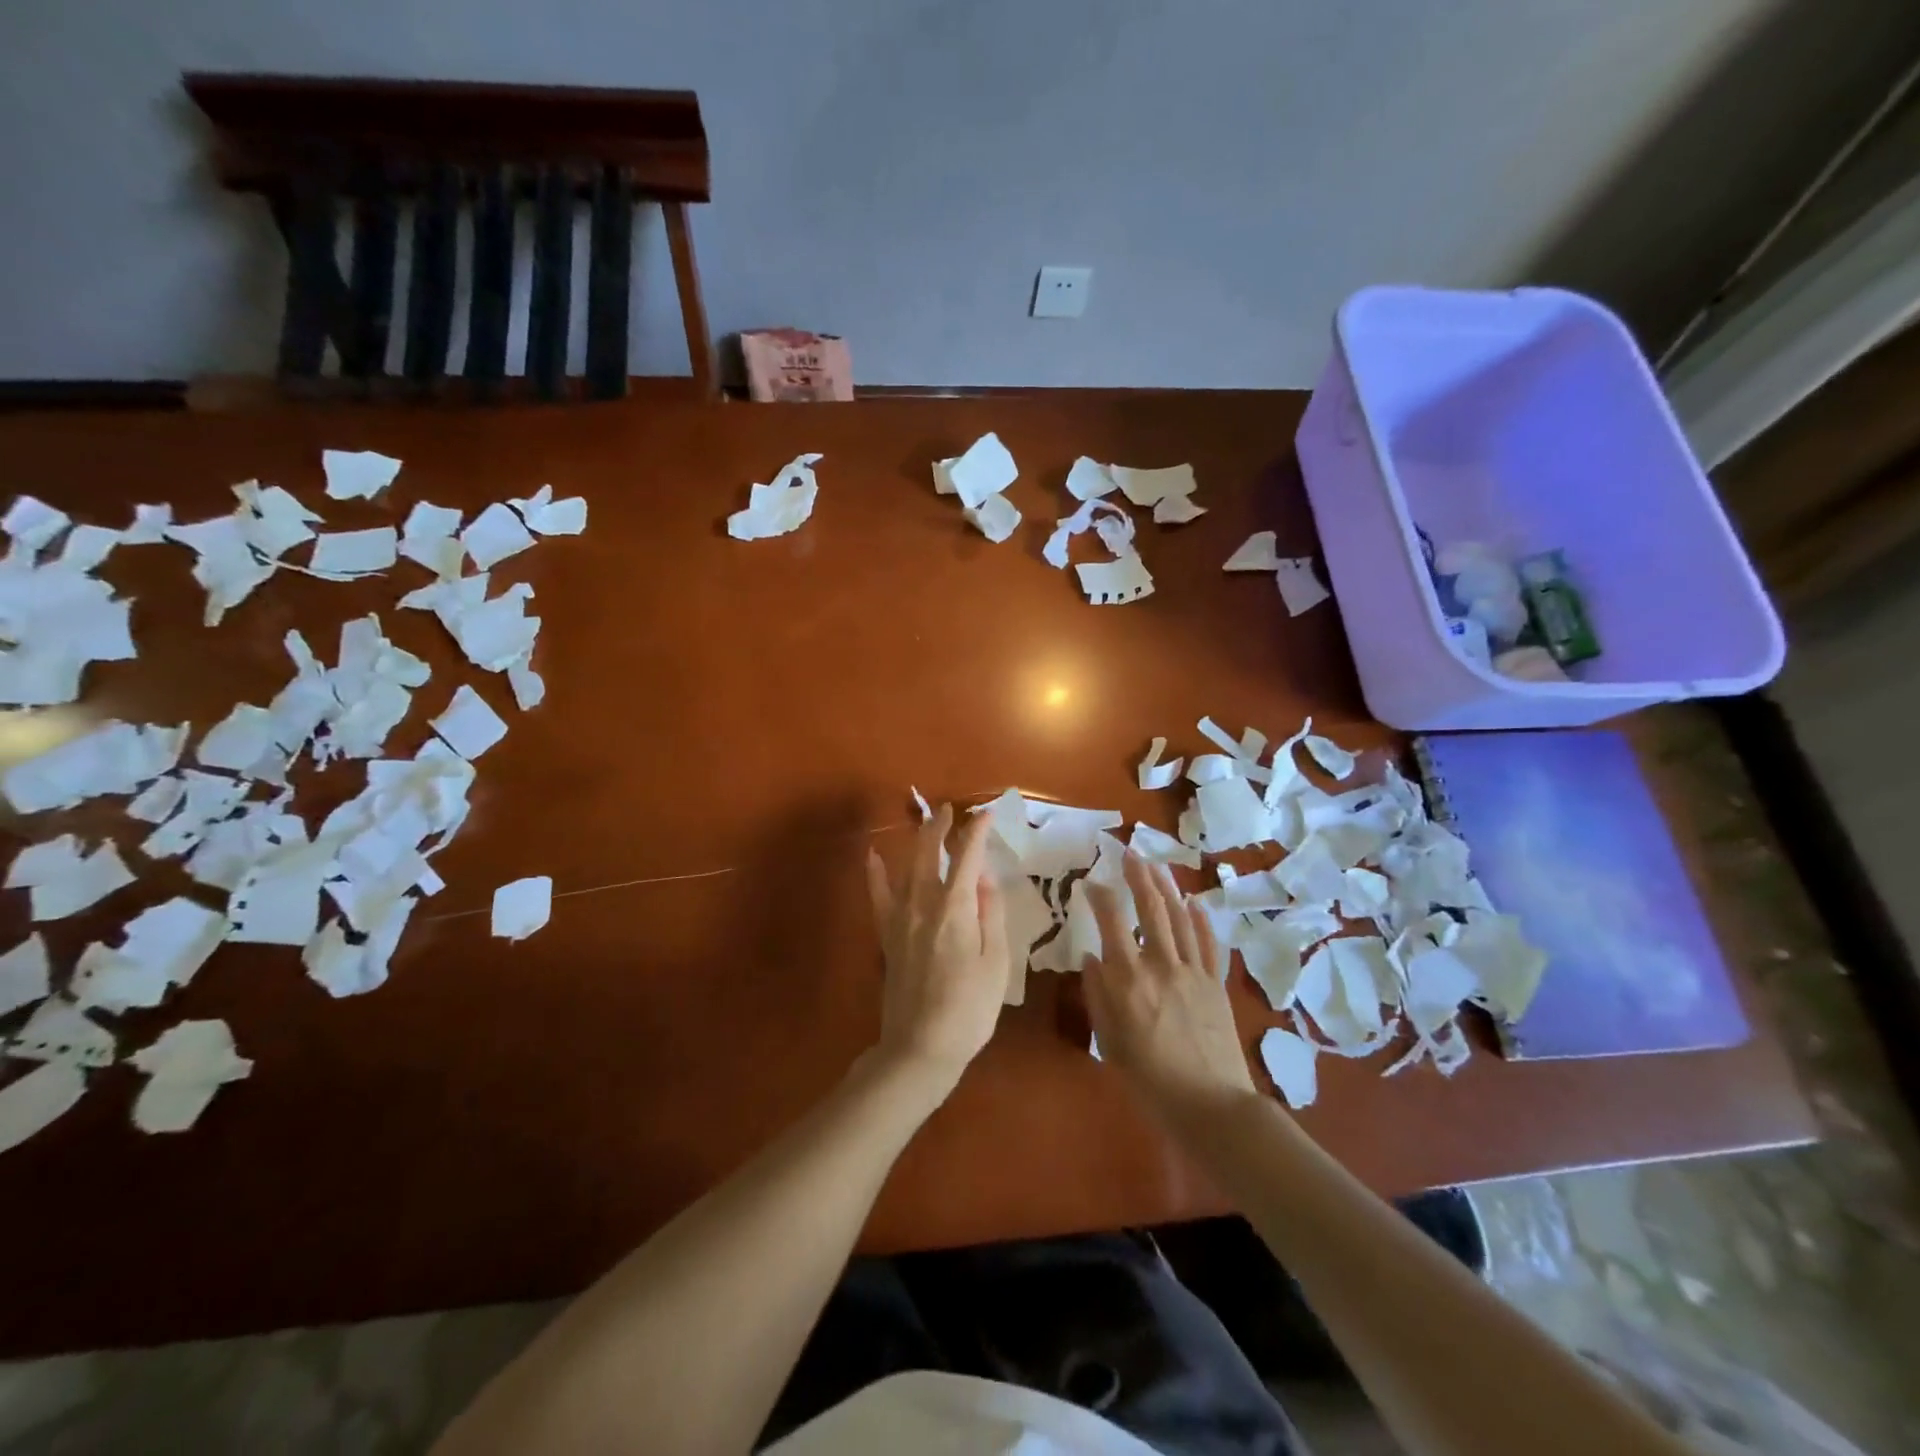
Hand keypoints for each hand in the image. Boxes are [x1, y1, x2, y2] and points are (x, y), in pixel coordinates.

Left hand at [864, 804, 1011, 1102]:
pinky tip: (872, 855)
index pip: (967, 858)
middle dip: (940, 827)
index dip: (976, 832)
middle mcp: (924, 904)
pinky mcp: (887, 936)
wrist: (920, 1047)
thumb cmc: (969, 1009)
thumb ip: (991, 915)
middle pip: (929, 853)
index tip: (985, 814)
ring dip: (917, 842)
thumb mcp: (996, 963)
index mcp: (956, 909)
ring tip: (926, 824)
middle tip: (950, 811)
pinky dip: (875, 873)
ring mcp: (900, 919)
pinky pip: (878, 896)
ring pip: (906, 868)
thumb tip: (985, 878)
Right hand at [1083, 851, 1257, 1131]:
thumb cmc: (1149, 1079)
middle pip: (1151, 909)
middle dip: (1139, 876)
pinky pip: (1210, 943)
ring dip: (1168, 887)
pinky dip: (1202, 920)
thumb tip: (1092, 958)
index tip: (1090, 883)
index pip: (1111, 922)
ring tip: (1157, 865)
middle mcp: (1161, 964)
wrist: (1210, 1105)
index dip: (1100, 896)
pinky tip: (1195, 903)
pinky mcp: (1216, 984)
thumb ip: (1098, 995)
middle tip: (1130, 853)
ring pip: (1181, 918)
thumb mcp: (1109, 1040)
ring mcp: (1194, 971)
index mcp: (1129, 979)